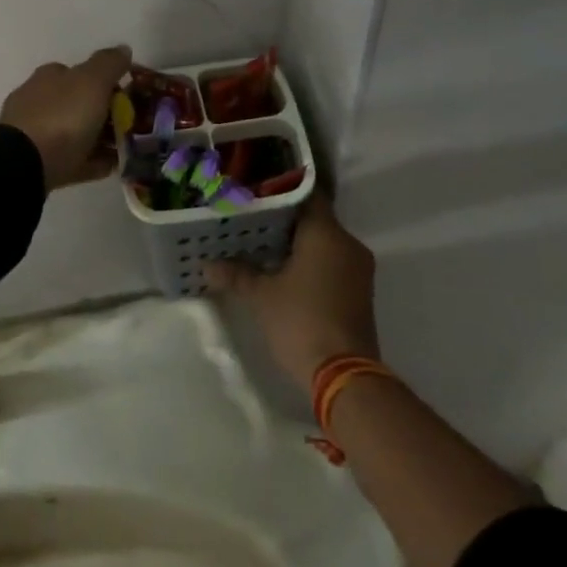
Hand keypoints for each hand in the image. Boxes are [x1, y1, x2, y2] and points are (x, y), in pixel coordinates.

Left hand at [0, 46, 132, 191]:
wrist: (25, 164)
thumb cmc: (62, 117)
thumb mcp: (92, 81)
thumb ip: (109, 64)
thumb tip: (123, 48)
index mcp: (49, 77)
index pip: (78, 72)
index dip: (104, 82)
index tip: (127, 97)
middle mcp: (38, 101)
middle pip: (77, 104)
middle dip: (102, 113)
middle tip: (130, 125)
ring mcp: (34, 133)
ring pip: (74, 132)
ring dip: (99, 138)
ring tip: (125, 149)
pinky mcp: (37, 162)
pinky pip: (72, 160)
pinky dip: (91, 161)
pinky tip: (110, 167)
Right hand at [209, 194, 378, 384]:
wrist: (343, 374)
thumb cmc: (300, 321)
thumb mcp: (261, 296)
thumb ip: (236, 274)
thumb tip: (207, 265)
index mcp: (326, 234)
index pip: (307, 195)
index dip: (281, 192)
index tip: (256, 196)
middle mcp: (348, 244)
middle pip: (315, 219)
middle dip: (285, 222)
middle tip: (251, 223)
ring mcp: (358, 269)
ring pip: (325, 243)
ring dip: (298, 244)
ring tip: (262, 248)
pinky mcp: (360, 291)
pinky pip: (333, 263)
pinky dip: (311, 263)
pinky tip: (284, 273)